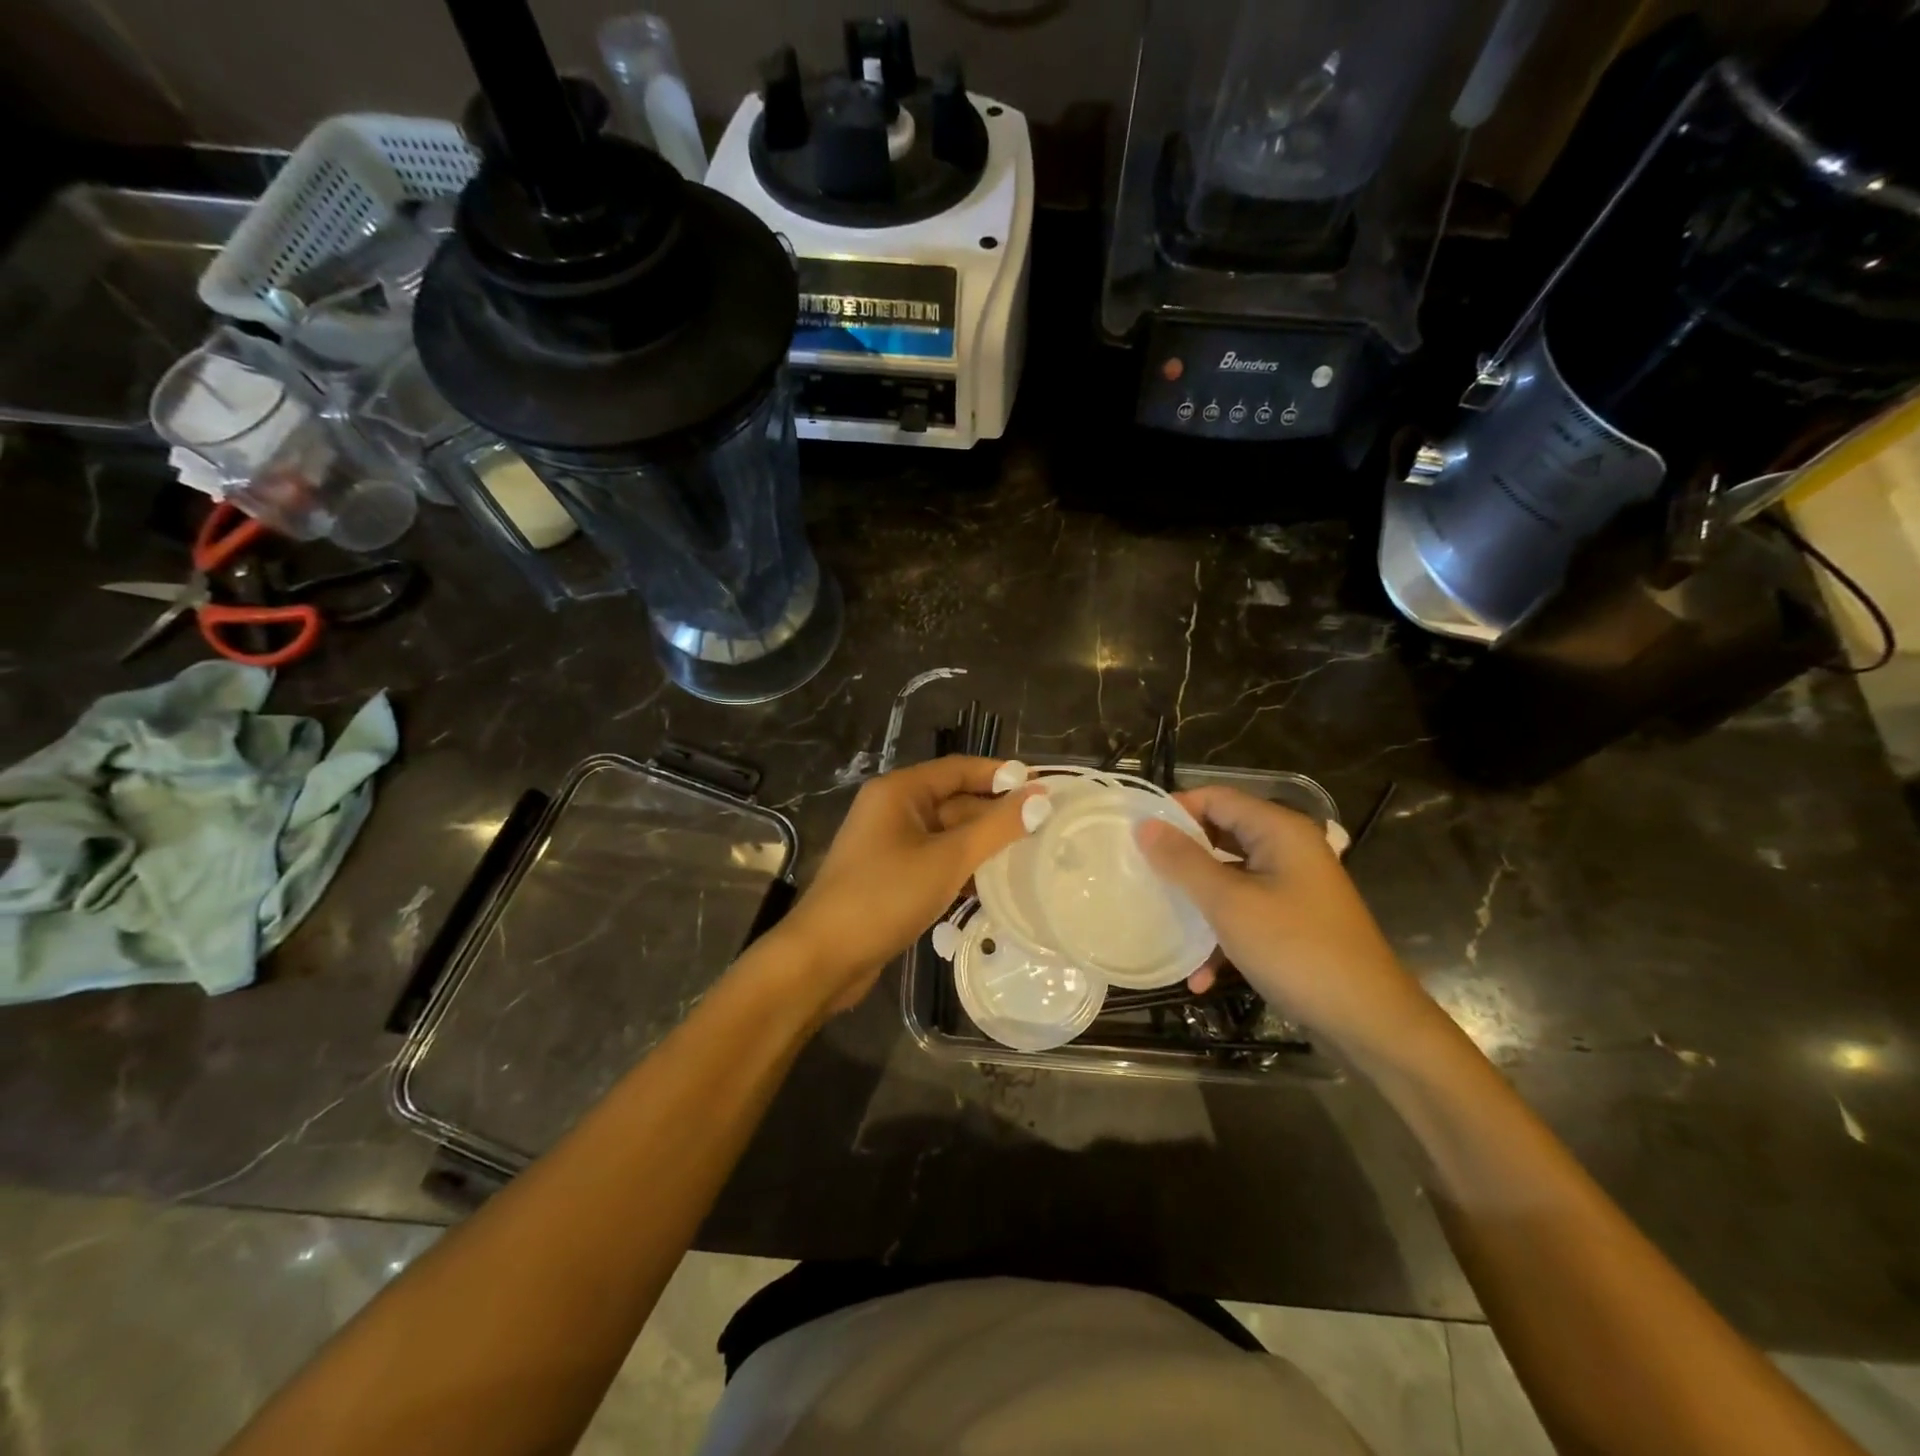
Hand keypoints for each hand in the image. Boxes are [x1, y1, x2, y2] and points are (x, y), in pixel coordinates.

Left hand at [779, 756, 1036, 1014]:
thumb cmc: (885, 896)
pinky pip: (934, 860)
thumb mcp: (948, 859)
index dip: (1002, 775)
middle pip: (954, 800)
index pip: (959, 768)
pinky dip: (961, 867)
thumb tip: (1040, 797)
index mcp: (900, 791)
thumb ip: (996, 827)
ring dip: (981, 843)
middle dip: (995, 812)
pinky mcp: (889, 876)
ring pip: (946, 834)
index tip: (1043, 788)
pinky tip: (991, 885)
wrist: (824, 956)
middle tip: (1045, 826)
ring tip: (1029, 855)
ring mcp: (888, 844)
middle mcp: (892, 809)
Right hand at [1136, 786, 1433, 1055]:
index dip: (1175, 809)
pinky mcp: (1292, 922)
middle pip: (1221, 836)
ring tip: (1159, 921)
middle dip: (1180, 858)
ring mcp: (1292, 887)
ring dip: (1197, 903)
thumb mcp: (1230, 904)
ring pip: (1229, 878)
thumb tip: (1145, 826)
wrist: (1370, 1023)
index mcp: (1279, 831)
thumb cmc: (1297, 950)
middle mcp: (1287, 850)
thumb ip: (1184, 862)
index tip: (1134, 834)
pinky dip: (1222, 936)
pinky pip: (1246, 913)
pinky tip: (1200, 977)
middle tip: (1138, 874)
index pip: (1216, 797)